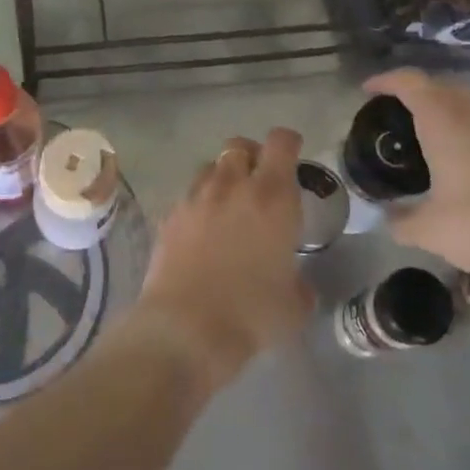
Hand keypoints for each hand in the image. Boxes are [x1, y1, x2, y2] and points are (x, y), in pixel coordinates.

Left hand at [133, 129, 314, 393]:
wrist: (186, 327)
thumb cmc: (251, 313)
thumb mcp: (294, 305)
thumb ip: (300, 284)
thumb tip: (297, 285)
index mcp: (272, 196)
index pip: (281, 143)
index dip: (288, 143)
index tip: (293, 153)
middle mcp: (232, 185)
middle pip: (240, 145)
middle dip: (252, 155)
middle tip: (259, 180)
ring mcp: (195, 197)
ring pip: (211, 167)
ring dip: (223, 177)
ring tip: (229, 204)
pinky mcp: (169, 214)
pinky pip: (189, 195)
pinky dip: (199, 203)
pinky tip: (201, 231)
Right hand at [364, 70, 469, 289]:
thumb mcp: (431, 231)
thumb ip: (401, 221)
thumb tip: (387, 218)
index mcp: (444, 121)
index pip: (409, 82)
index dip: (385, 81)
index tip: (368, 91)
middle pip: (438, 85)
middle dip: (413, 92)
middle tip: (394, 114)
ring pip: (466, 99)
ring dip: (443, 105)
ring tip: (428, 132)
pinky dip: (467, 123)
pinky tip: (465, 155)